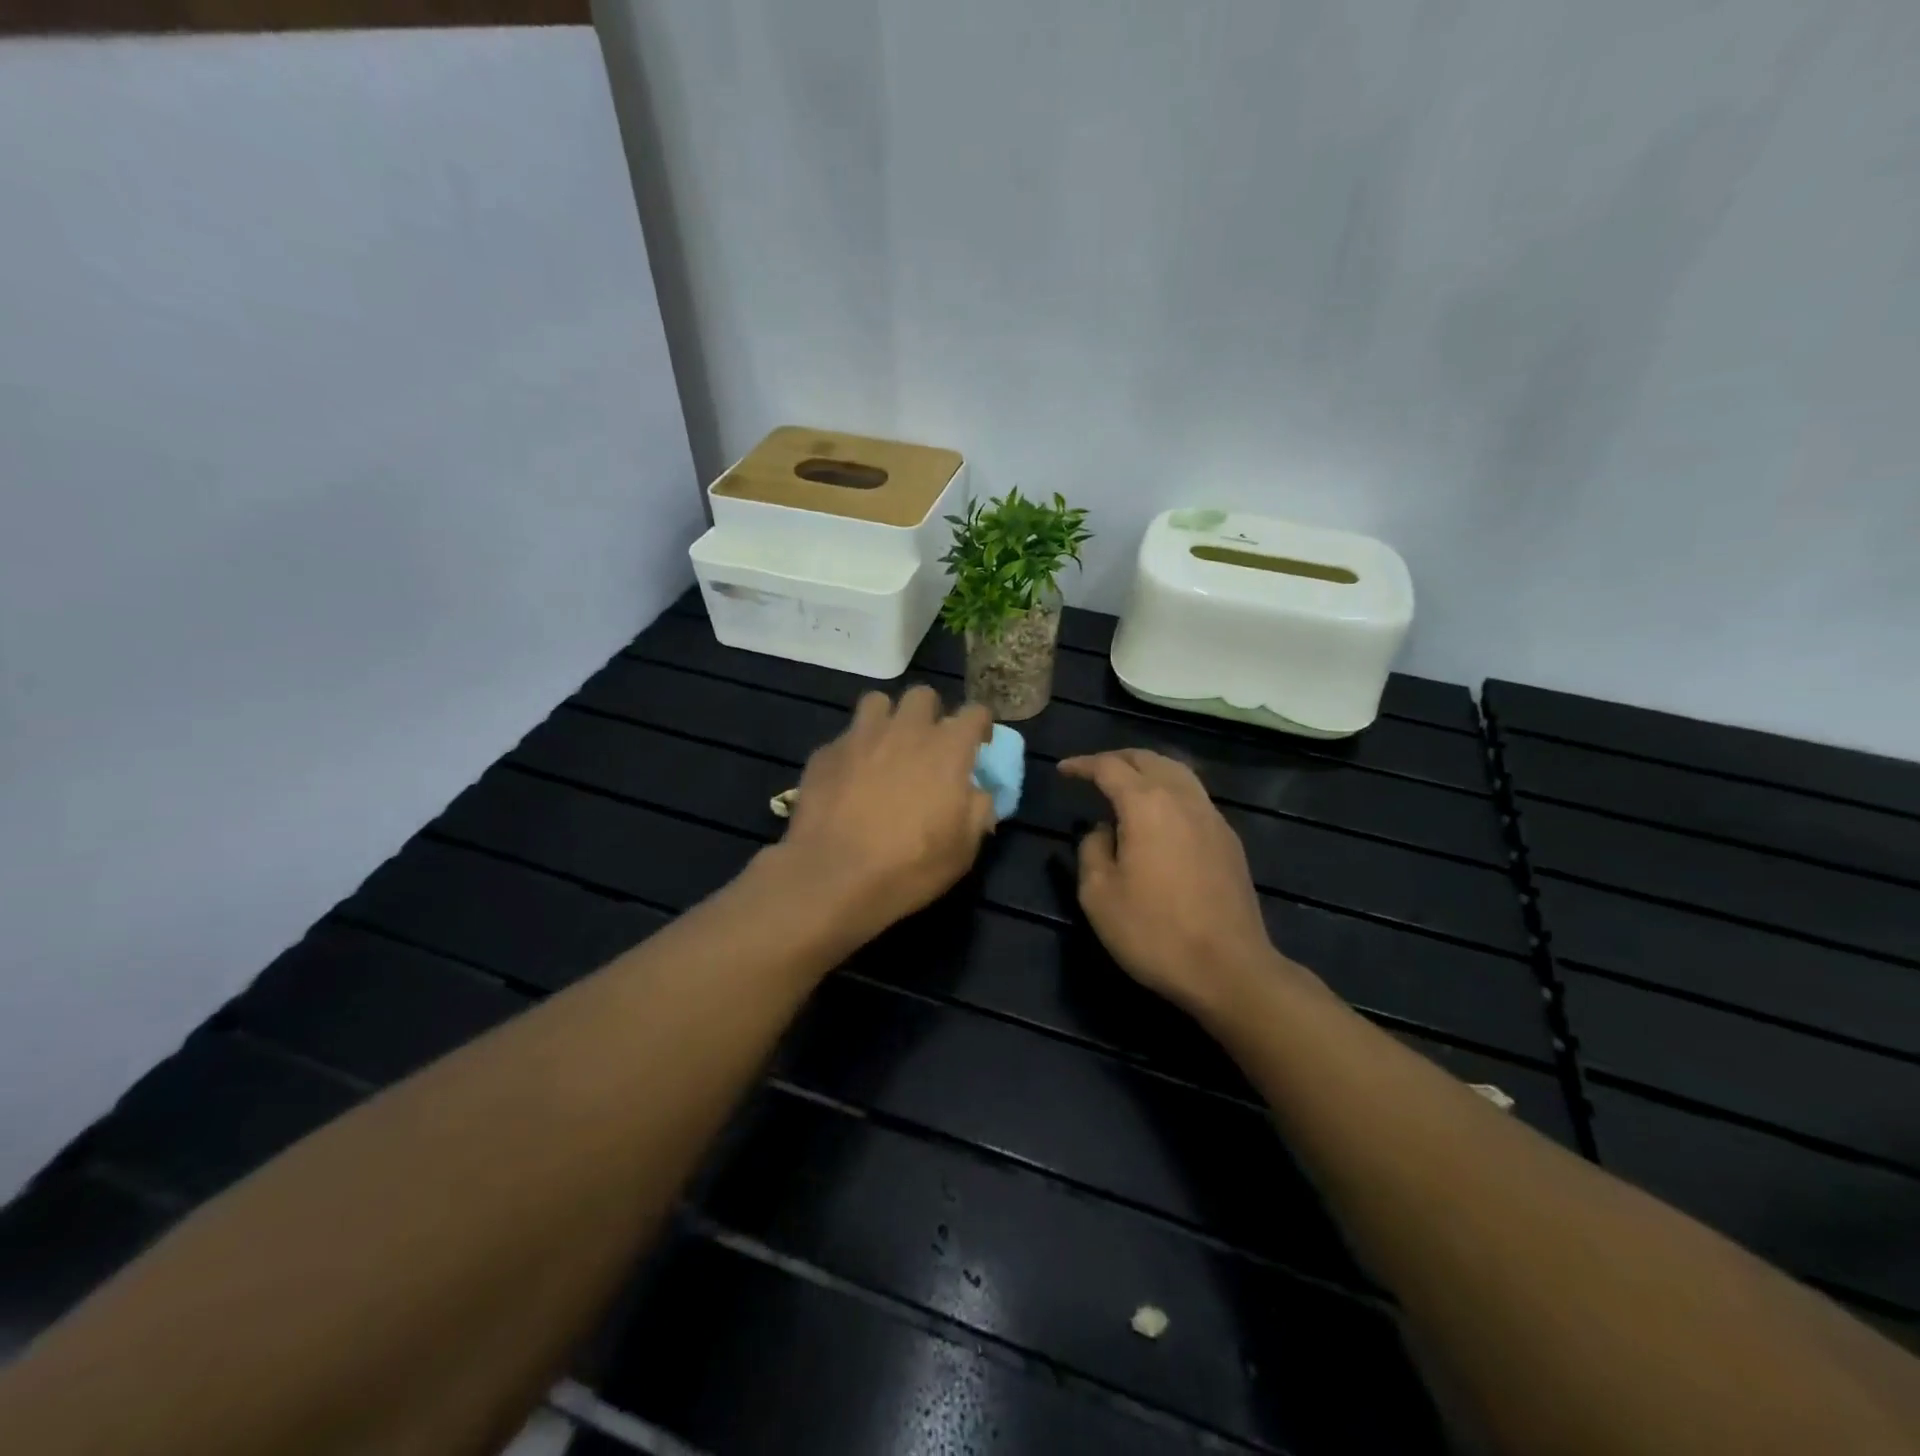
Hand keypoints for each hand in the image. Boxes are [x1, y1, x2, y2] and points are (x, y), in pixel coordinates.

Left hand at [774, 686, 994, 940]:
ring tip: (885, 748)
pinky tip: (847, 780)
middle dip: (930, 714)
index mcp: (947, 749)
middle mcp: (905, 730)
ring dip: (887, 720)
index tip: (978, 745)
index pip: (974, 712)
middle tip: (927, 745)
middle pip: (922, 696)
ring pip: (877, 703)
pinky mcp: (825, 753)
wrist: (833, 876)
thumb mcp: (963, 849)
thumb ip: (978, 810)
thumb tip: (977, 793)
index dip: (980, 725)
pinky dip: (852, 752)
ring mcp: (860, 737)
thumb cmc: (910, 865)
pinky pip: (844, 738)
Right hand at [1060, 748, 1293, 1017]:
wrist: (1229, 969)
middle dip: (1116, 759)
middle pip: (1148, 760)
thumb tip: (1101, 831)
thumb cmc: (1154, 932)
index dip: (1082, 765)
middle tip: (1092, 771)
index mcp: (1146, 805)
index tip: (1063, 770)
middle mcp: (1183, 799)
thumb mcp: (1099, 895)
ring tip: (1126, 784)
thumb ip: (1092, 850)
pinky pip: (1194, 796)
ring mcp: (1212, 817)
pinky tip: (1160, 814)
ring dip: (1147, 770)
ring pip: (1177, 773)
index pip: (1109, 767)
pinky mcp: (1229, 840)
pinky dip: (1169, 790)